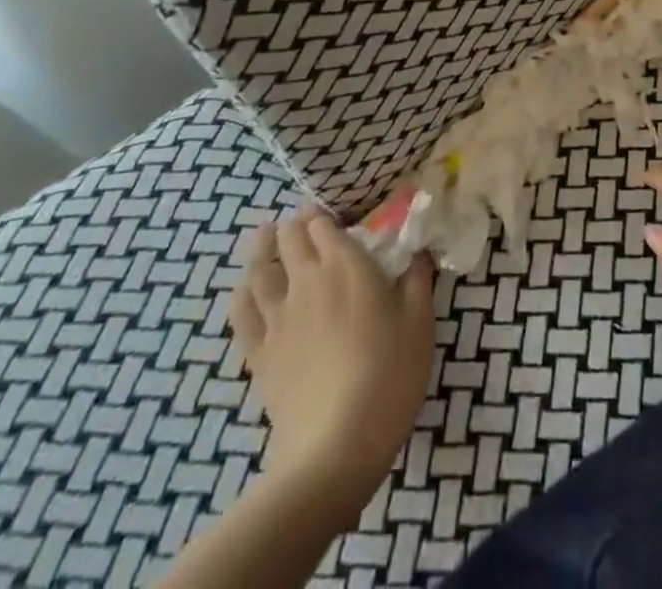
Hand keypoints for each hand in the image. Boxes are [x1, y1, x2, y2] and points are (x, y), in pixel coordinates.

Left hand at [229, 209, 435, 503]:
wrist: (336, 446)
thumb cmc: (389, 375)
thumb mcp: (419, 322)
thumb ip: (417, 279)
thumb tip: (418, 251)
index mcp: (345, 265)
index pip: (323, 224)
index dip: (323, 216)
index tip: (332, 219)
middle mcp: (306, 280)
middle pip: (289, 238)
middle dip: (294, 226)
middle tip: (303, 226)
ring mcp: (277, 316)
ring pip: (259, 267)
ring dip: (262, 247)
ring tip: (266, 237)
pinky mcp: (258, 352)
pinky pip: (241, 311)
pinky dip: (243, 292)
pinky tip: (247, 288)